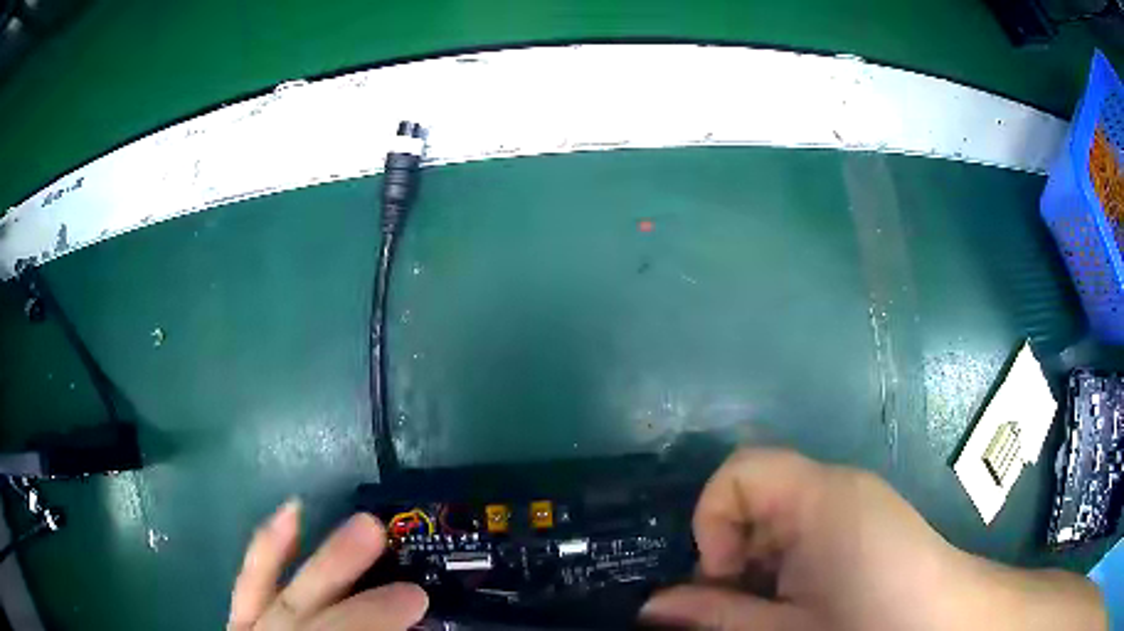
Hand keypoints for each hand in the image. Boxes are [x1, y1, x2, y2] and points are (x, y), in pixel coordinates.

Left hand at [228, 500, 427, 629]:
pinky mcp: (240, 623)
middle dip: (366, 606)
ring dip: (325, 562)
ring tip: (365, 526)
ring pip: (284, 596)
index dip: (378, 624)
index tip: (420, 604)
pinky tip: (290, 512)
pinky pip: (248, 582)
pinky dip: (268, 549)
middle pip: (319, 625)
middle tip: (414, 588)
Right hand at [642, 448, 1105, 630]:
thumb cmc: (872, 621)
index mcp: (820, 496)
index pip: (739, 470)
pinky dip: (789, 566)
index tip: (727, 577)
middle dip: (735, 554)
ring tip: (780, 611)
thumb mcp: (786, 628)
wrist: (950, 624)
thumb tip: (653, 607)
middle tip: (748, 608)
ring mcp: (855, 503)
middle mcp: (836, 486)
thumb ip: (719, 615)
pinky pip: (807, 532)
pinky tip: (806, 604)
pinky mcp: (866, 524)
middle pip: (756, 496)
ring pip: (779, 520)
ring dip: (761, 566)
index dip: (712, 521)